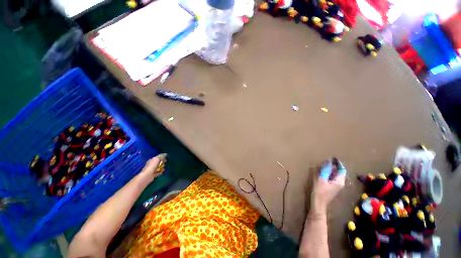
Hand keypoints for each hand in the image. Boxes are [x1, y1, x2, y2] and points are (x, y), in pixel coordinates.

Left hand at [139, 153, 166, 181]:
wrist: (148, 175)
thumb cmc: (152, 166)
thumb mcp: (157, 159)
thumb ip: (161, 156)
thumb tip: (165, 154)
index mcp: (151, 160)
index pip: (157, 157)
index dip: (162, 157)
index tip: (166, 157)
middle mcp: (151, 164)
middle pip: (158, 162)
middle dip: (162, 162)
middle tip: (165, 162)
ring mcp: (152, 169)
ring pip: (158, 167)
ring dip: (162, 166)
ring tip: (164, 166)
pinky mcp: (153, 174)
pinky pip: (158, 172)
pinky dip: (161, 171)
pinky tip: (163, 170)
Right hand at [310, 158, 345, 214]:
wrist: (318, 203)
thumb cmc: (319, 191)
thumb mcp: (321, 178)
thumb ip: (326, 170)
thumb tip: (329, 161)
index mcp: (339, 181)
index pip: (342, 170)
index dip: (338, 163)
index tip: (333, 158)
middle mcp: (340, 183)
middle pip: (340, 172)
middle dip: (335, 166)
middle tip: (328, 160)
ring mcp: (337, 186)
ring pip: (336, 175)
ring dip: (332, 170)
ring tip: (325, 165)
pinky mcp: (332, 188)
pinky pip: (333, 178)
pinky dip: (330, 174)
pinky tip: (324, 172)